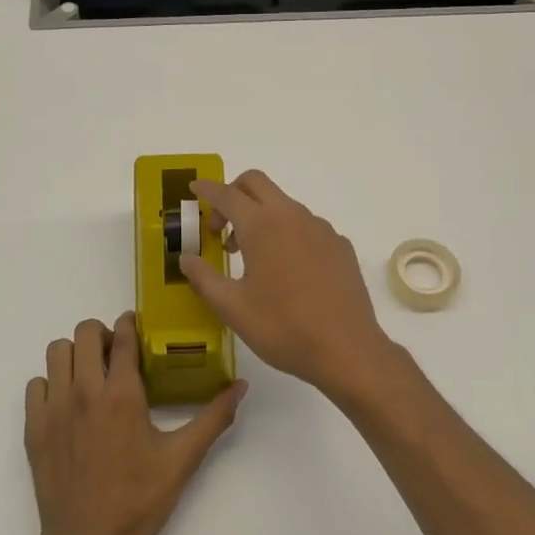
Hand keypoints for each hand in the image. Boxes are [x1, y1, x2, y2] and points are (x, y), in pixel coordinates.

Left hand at [25, 313, 245, 534]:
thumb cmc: (138, 500)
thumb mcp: (182, 460)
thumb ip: (213, 418)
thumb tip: (241, 386)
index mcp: (122, 395)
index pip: (122, 337)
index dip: (130, 324)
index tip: (136, 327)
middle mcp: (84, 391)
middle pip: (85, 332)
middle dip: (102, 334)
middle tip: (116, 354)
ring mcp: (54, 408)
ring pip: (57, 351)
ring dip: (75, 354)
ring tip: (91, 374)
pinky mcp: (34, 427)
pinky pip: (37, 383)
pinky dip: (52, 383)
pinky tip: (68, 403)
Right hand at [180, 170, 399, 401]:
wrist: (347, 350)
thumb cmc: (282, 328)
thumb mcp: (232, 308)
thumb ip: (204, 278)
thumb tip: (186, 258)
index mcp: (262, 226)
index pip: (227, 194)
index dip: (207, 188)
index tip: (194, 187)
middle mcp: (292, 216)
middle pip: (257, 184)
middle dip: (233, 194)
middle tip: (219, 227)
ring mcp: (321, 229)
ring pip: (283, 205)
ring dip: (260, 217)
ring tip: (250, 258)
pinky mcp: (340, 245)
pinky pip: (306, 226)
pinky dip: (287, 234)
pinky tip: (286, 271)